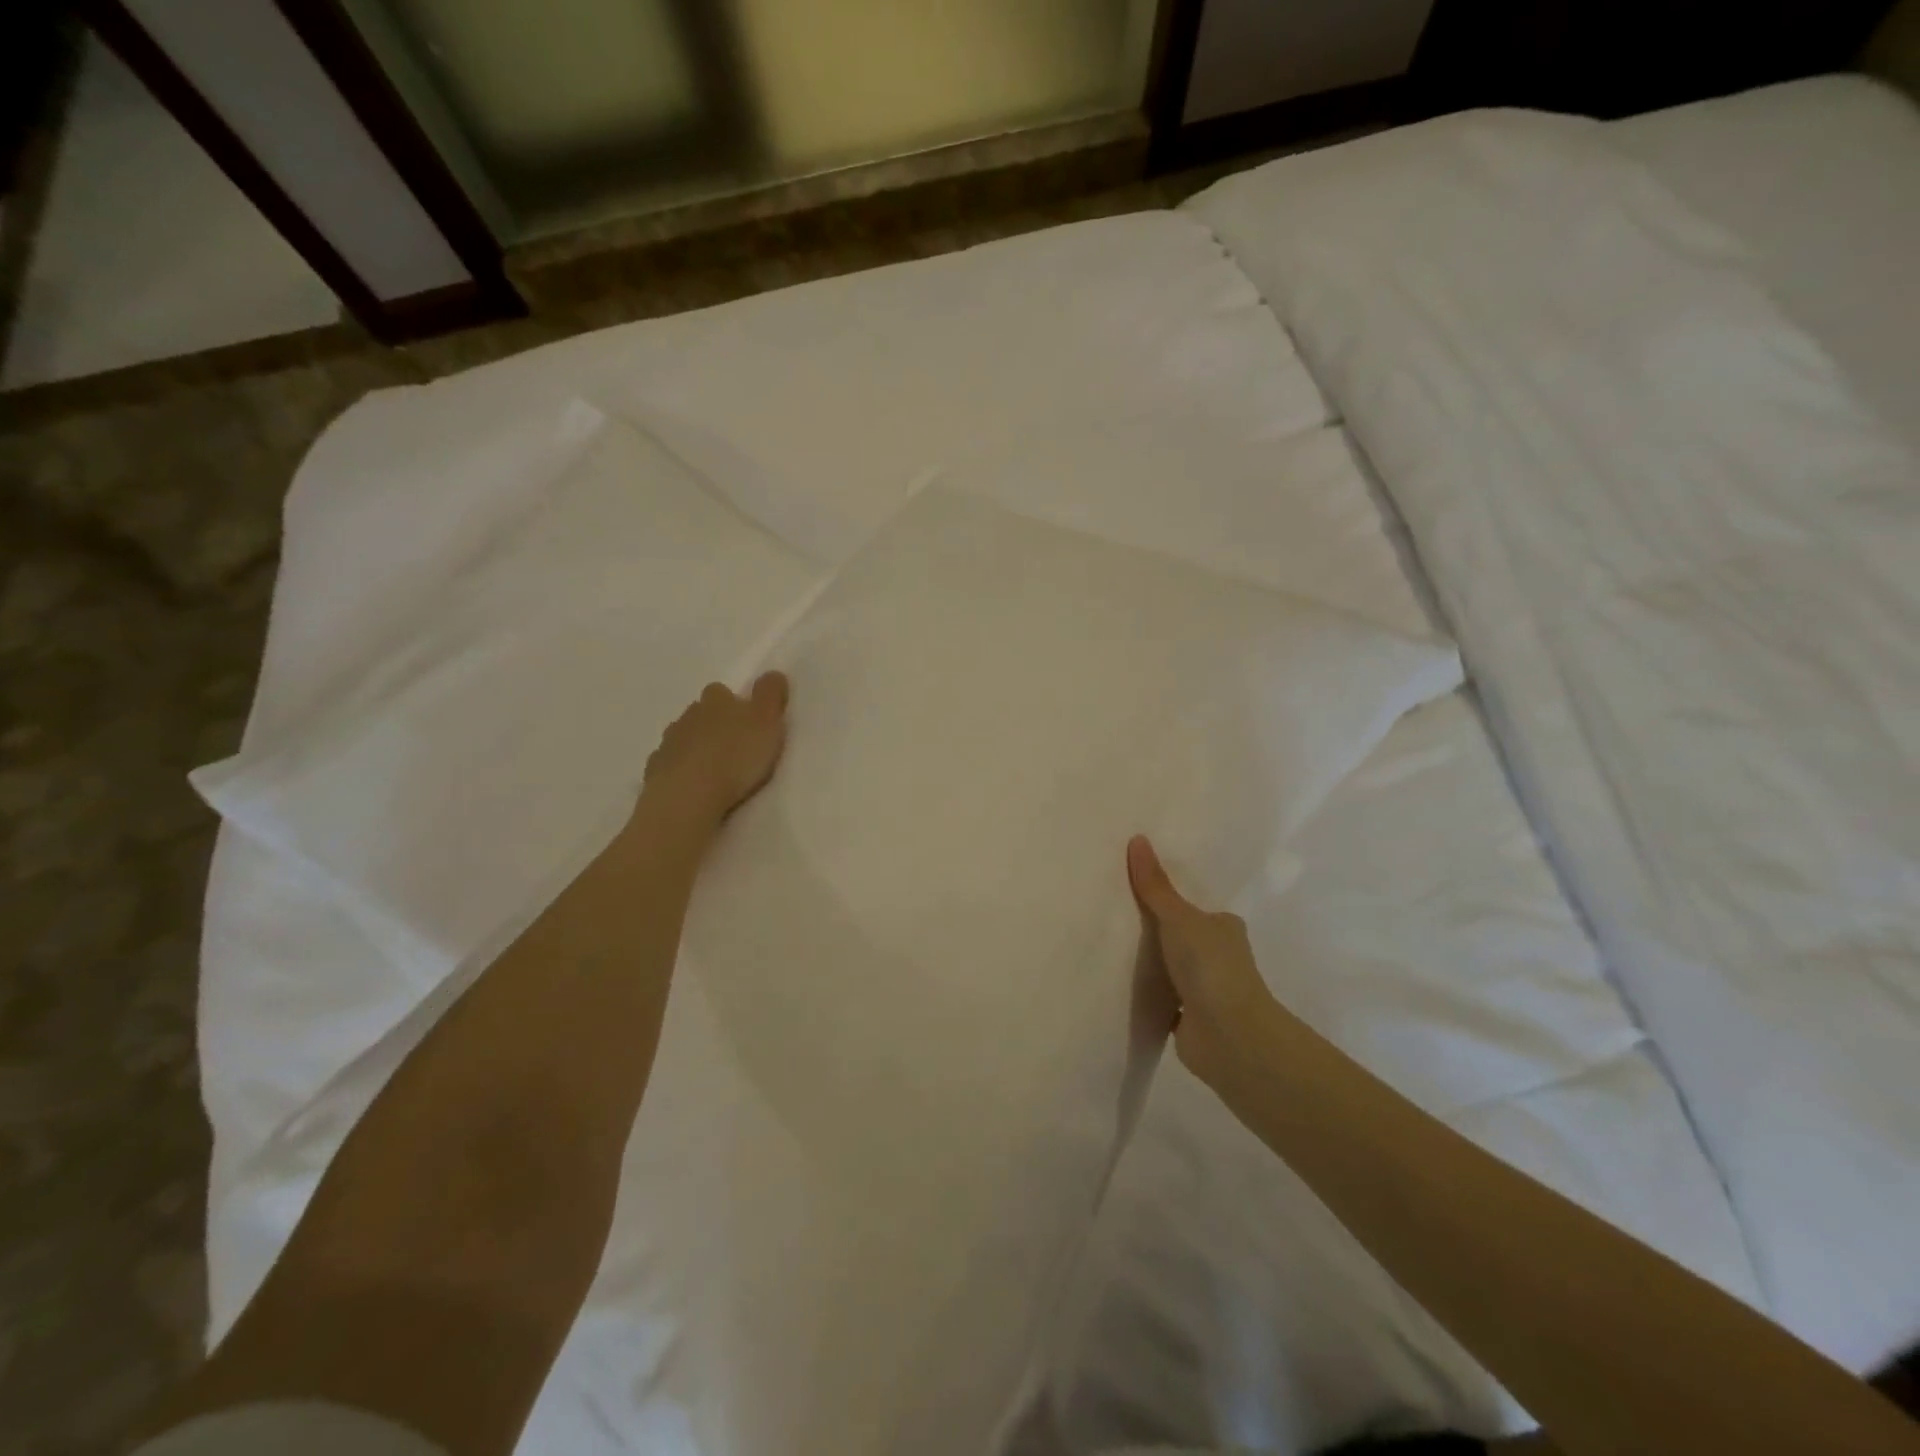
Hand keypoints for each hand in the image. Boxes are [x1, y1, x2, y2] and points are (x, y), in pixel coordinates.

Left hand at [641, 673, 789, 829]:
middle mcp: (688, 716)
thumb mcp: (767, 721)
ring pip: (684, 737)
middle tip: (733, 745)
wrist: (688, 796)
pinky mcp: (655, 771)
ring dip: (697, 747)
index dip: (734, 704)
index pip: (722, 692)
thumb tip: (772, 673)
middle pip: (701, 713)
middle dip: (714, 724)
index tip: (747, 721)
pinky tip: (693, 784)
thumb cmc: (735, 756)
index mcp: (716, 701)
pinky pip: (670, 763)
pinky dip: (681, 769)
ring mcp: (668, 743)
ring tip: (714, 767)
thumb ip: (771, 694)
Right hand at [1128, 835, 1282, 1098]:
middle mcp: (1220, 956)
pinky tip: (1120, 986)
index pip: (1195, 907)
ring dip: (1153, 965)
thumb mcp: (1178, 917)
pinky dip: (1148, 995)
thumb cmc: (1210, 966)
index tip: (1136, 890)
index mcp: (1224, 927)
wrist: (1229, 1036)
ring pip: (1173, 969)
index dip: (1169, 900)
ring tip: (1110, 948)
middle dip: (1157, 932)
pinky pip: (1164, 999)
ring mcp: (1207, 990)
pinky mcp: (1191, 1019)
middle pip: (1183, 937)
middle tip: (1114, 915)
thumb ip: (1155, 886)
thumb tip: (1137, 838)